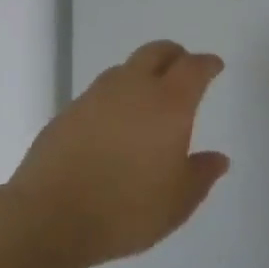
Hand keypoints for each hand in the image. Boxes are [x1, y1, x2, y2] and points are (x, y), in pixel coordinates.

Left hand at [8, 41, 228, 267]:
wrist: (50, 215)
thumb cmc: (126, 209)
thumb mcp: (177, 203)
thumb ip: (201, 175)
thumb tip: (218, 158)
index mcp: (168, 104)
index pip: (193, 68)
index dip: (207, 64)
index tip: (215, 66)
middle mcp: (133, 88)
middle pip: (156, 52)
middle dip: (174, 55)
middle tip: (183, 67)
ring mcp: (96, 96)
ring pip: (125, 69)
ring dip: (142, 73)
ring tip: (147, 97)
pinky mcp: (69, 110)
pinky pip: (100, 91)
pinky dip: (115, 96)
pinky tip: (114, 122)